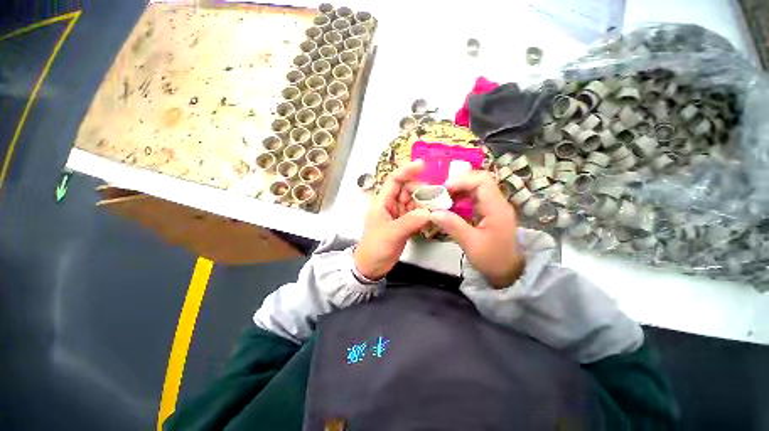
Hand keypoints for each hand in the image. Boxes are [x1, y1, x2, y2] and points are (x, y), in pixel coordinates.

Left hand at [354, 160, 430, 279]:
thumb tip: (428, 212)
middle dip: (421, 190)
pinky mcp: (405, 224)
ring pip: (414, 202)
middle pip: (408, 190)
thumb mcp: (390, 233)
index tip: (422, 165)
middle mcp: (391, 205)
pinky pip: (417, 214)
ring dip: (425, 203)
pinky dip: (425, 215)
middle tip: (436, 195)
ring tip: (438, 206)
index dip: (406, 171)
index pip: (394, 181)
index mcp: (383, 202)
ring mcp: (399, 215)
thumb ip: (409, 222)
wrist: (372, 266)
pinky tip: (433, 217)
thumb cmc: (375, 247)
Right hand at [429, 171, 523, 287]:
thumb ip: (453, 225)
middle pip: (479, 180)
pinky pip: (475, 196)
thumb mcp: (471, 244)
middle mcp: (498, 202)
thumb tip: (433, 212)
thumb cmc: (492, 259)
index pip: (482, 181)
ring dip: (459, 189)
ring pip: (476, 187)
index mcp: (496, 208)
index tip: (443, 190)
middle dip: (458, 183)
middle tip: (440, 193)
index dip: (462, 180)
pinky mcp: (489, 211)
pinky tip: (451, 205)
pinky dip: (461, 197)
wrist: (508, 272)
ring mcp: (494, 206)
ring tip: (443, 198)